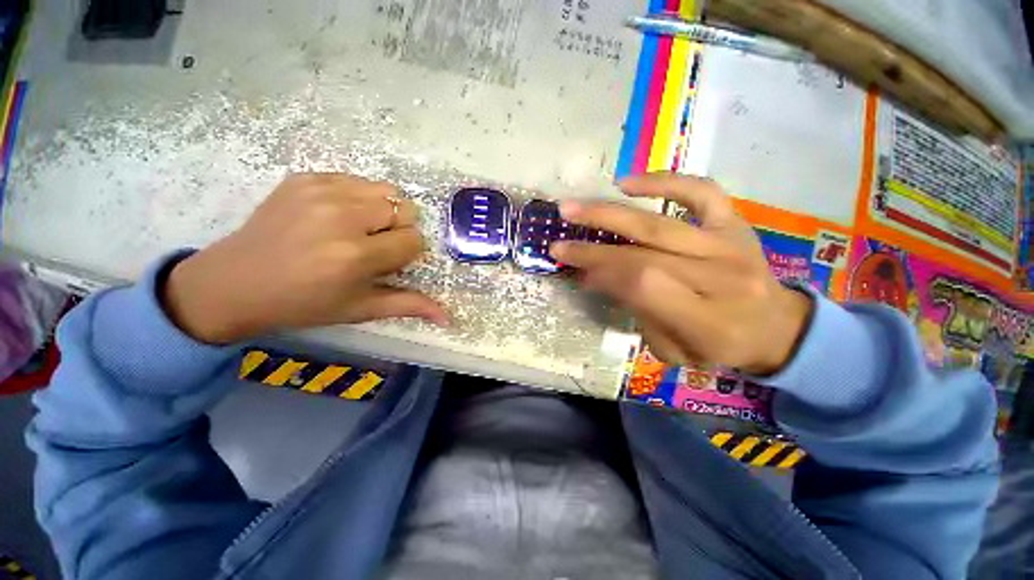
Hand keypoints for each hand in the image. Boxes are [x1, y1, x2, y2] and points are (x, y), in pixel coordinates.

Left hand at [162, 174, 447, 343]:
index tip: (385, 262)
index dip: (405, 253)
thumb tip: (448, 318)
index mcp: (354, 256)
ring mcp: (320, 191)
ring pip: (385, 190)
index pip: (412, 241)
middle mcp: (341, 217)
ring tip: (359, 229)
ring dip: (383, 211)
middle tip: (373, 246)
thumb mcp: (360, 309)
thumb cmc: (304, 303)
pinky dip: (359, 197)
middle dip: (398, 229)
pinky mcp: (304, 178)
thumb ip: (408, 306)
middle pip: (404, 210)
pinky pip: (356, 180)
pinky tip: (338, 216)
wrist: (234, 282)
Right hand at [551, 173, 811, 374]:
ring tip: (573, 208)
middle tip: (558, 243)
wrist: (777, 327)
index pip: (643, 286)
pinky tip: (626, 183)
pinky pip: (700, 192)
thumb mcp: (674, 351)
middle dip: (593, 249)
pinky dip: (663, 182)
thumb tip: (595, 278)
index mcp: (708, 320)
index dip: (602, 274)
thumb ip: (635, 314)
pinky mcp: (734, 223)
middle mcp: (720, 276)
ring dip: (609, 214)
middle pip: (644, 254)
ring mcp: (729, 244)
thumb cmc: (720, 346)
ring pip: (659, 222)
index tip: (575, 271)